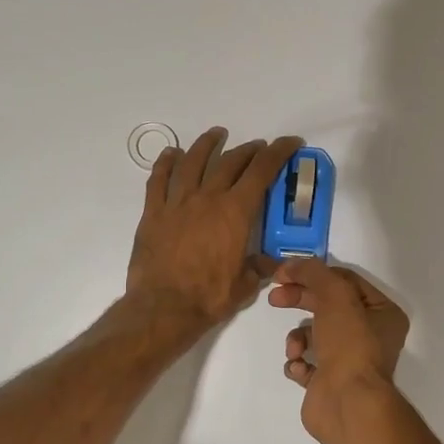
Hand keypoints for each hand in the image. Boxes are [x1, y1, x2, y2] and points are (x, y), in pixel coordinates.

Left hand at [126, 127, 301, 332]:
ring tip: (216, 135)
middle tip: (258, 148)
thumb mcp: (245, 286)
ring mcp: (177, 203)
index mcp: (236, 212)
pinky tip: (171, 154)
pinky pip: (158, 179)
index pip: (262, 171)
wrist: (163, 308)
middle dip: (249, 150)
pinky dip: (165, 163)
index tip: (290, 142)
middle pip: (230, 162)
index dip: (278, 152)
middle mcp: (208, 198)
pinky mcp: (154, 213)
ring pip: (193, 162)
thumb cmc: (210, 297)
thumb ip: (259, 268)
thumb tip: (271, 262)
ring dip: (207, 145)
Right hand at [267, 259, 408, 443]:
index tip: (283, 274)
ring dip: (298, 337)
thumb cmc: (349, 344)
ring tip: (295, 349)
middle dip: (300, 300)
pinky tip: (299, 369)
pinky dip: (298, 363)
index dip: (313, 274)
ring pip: (314, 335)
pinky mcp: (329, 383)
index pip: (345, 281)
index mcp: (382, 312)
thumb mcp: (334, 295)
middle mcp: (371, 335)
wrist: (347, 404)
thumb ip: (313, 272)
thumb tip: (290, 264)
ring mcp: (349, 361)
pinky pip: (306, 364)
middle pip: (327, 306)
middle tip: (274, 298)